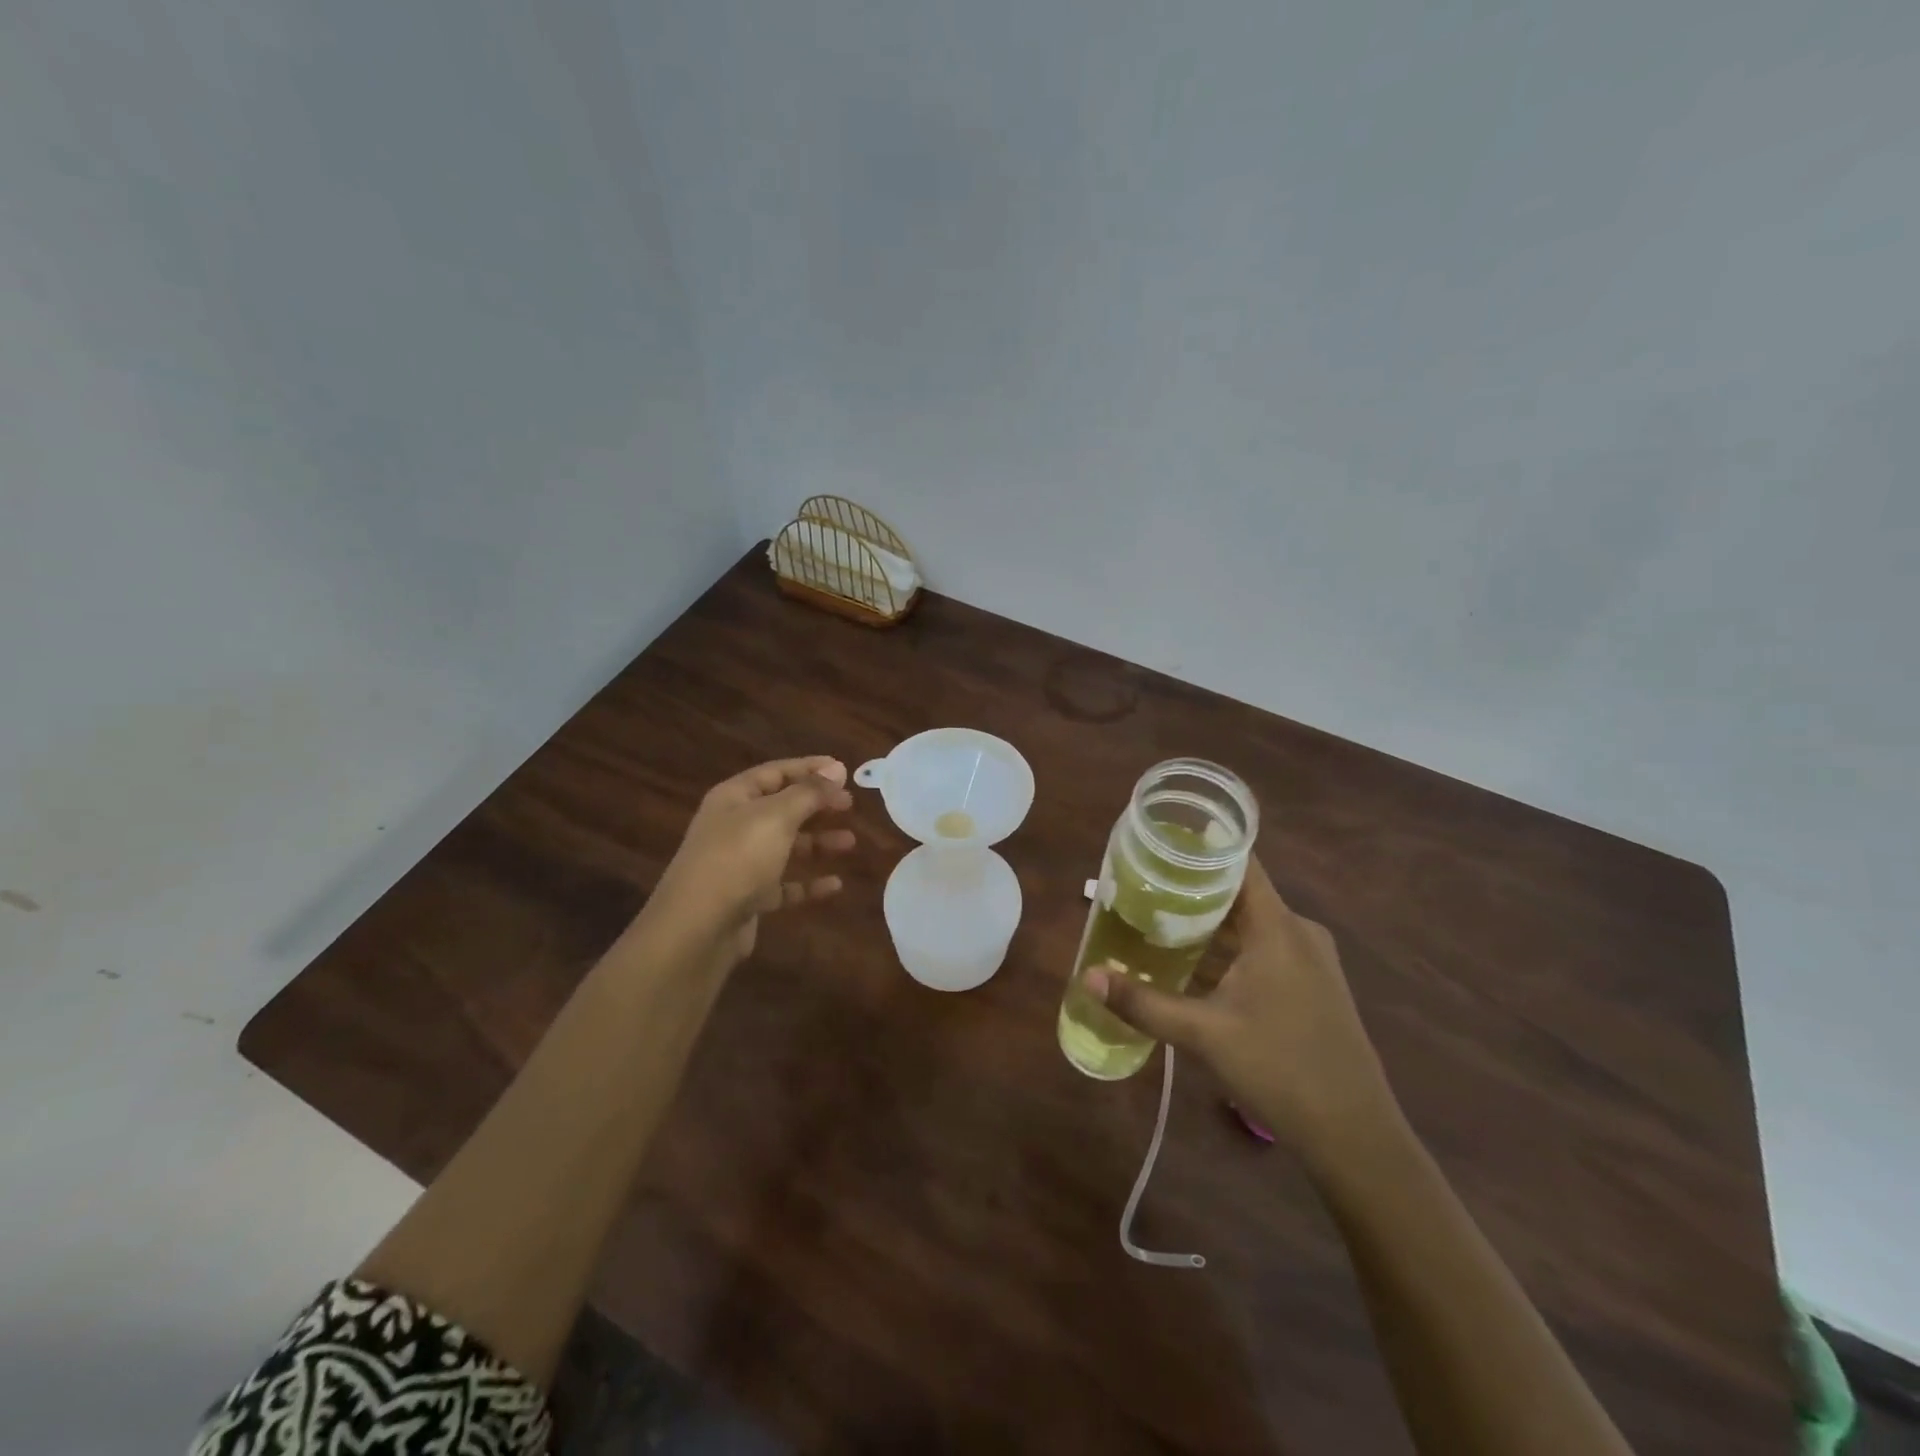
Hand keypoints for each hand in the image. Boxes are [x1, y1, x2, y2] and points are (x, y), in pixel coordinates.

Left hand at [648, 756, 855, 966]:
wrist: (697, 928)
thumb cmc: (737, 859)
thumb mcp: (776, 817)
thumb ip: (809, 792)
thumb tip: (836, 768)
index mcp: (734, 798)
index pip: (776, 772)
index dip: (809, 768)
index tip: (844, 770)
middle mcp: (734, 826)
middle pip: (782, 808)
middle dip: (816, 805)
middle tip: (850, 805)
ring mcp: (740, 864)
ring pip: (786, 846)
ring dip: (818, 843)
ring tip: (850, 843)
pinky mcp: (748, 898)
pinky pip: (784, 885)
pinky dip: (809, 883)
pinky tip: (835, 885)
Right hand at [1085, 859, 1395, 1160]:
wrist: (1356, 1136)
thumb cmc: (1279, 1070)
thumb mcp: (1203, 1035)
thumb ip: (1143, 1003)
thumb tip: (1087, 977)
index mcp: (1278, 927)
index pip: (1239, 863)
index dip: (1199, 848)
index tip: (1156, 845)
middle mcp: (1299, 932)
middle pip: (1240, 893)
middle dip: (1191, 890)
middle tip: (1141, 889)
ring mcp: (1313, 959)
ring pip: (1252, 924)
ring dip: (1210, 924)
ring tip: (1158, 922)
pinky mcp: (1315, 985)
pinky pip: (1266, 948)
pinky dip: (1231, 948)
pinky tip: (1197, 965)